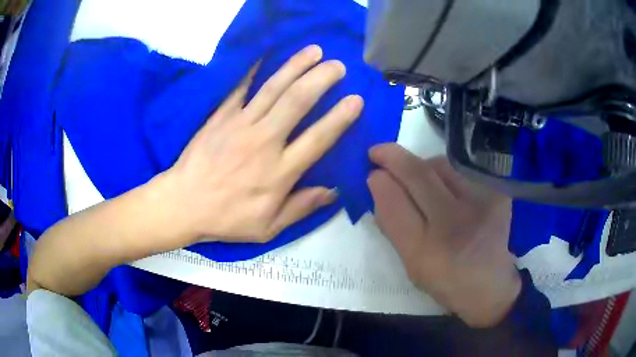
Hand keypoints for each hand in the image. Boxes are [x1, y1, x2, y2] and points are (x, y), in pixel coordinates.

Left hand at [165, 45, 363, 242]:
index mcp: (279, 172)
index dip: (339, 118)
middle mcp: (264, 142)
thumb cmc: (227, 219)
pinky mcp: (221, 116)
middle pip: (297, 103)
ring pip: (273, 89)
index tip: (356, 99)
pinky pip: (240, 88)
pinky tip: (266, 52)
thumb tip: (333, 191)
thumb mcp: (267, 228)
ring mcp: (240, 125)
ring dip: (295, 66)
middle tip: (338, 65)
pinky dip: (254, 69)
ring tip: (314, 50)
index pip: (317, 139)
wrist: (183, 204)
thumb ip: (301, 208)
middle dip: (320, 79)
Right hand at [368, 144, 519, 327]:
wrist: (490, 285)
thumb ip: (392, 225)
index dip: (380, 182)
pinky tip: (446, 186)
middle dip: (393, 157)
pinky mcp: (497, 193)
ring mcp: (481, 204)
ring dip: (421, 165)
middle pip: (418, 174)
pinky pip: (461, 170)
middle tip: (379, 153)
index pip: (394, 204)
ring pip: (440, 165)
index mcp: (426, 251)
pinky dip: (445, 172)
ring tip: (418, 178)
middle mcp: (455, 223)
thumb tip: (379, 185)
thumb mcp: (410, 264)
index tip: (371, 172)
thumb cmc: (445, 279)